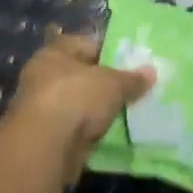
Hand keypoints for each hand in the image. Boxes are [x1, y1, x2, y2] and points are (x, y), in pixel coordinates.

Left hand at [5, 30, 154, 186]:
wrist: (44, 148)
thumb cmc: (77, 98)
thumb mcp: (114, 84)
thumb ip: (132, 78)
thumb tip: (152, 72)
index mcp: (55, 53)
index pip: (86, 44)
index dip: (110, 51)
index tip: (131, 62)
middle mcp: (42, 76)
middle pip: (80, 75)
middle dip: (102, 83)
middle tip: (130, 89)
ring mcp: (40, 108)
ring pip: (76, 104)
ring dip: (94, 110)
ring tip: (123, 113)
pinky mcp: (43, 138)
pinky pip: (73, 128)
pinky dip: (87, 132)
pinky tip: (107, 134)